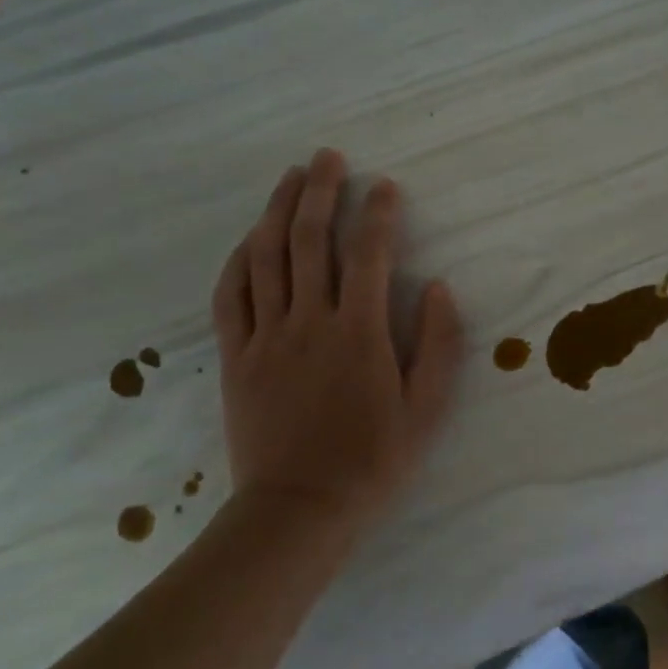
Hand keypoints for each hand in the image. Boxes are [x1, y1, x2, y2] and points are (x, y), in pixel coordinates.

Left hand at [212, 148, 464, 535]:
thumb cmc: (372, 461)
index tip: (385, 186)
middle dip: (321, 191)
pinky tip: (248, 238)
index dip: (377, 213)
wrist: (297, 511)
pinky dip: (238, 260)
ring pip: (266, 258)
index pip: (367, 255)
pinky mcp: (235, 358)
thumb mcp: (426, 410)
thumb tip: (437, 288)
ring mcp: (265, 338)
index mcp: (358, 333)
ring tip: (291, 177)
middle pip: (309, 241)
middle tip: (330, 157)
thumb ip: (438, 346)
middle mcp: (308, 323)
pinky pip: (229, 297)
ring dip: (278, 210)